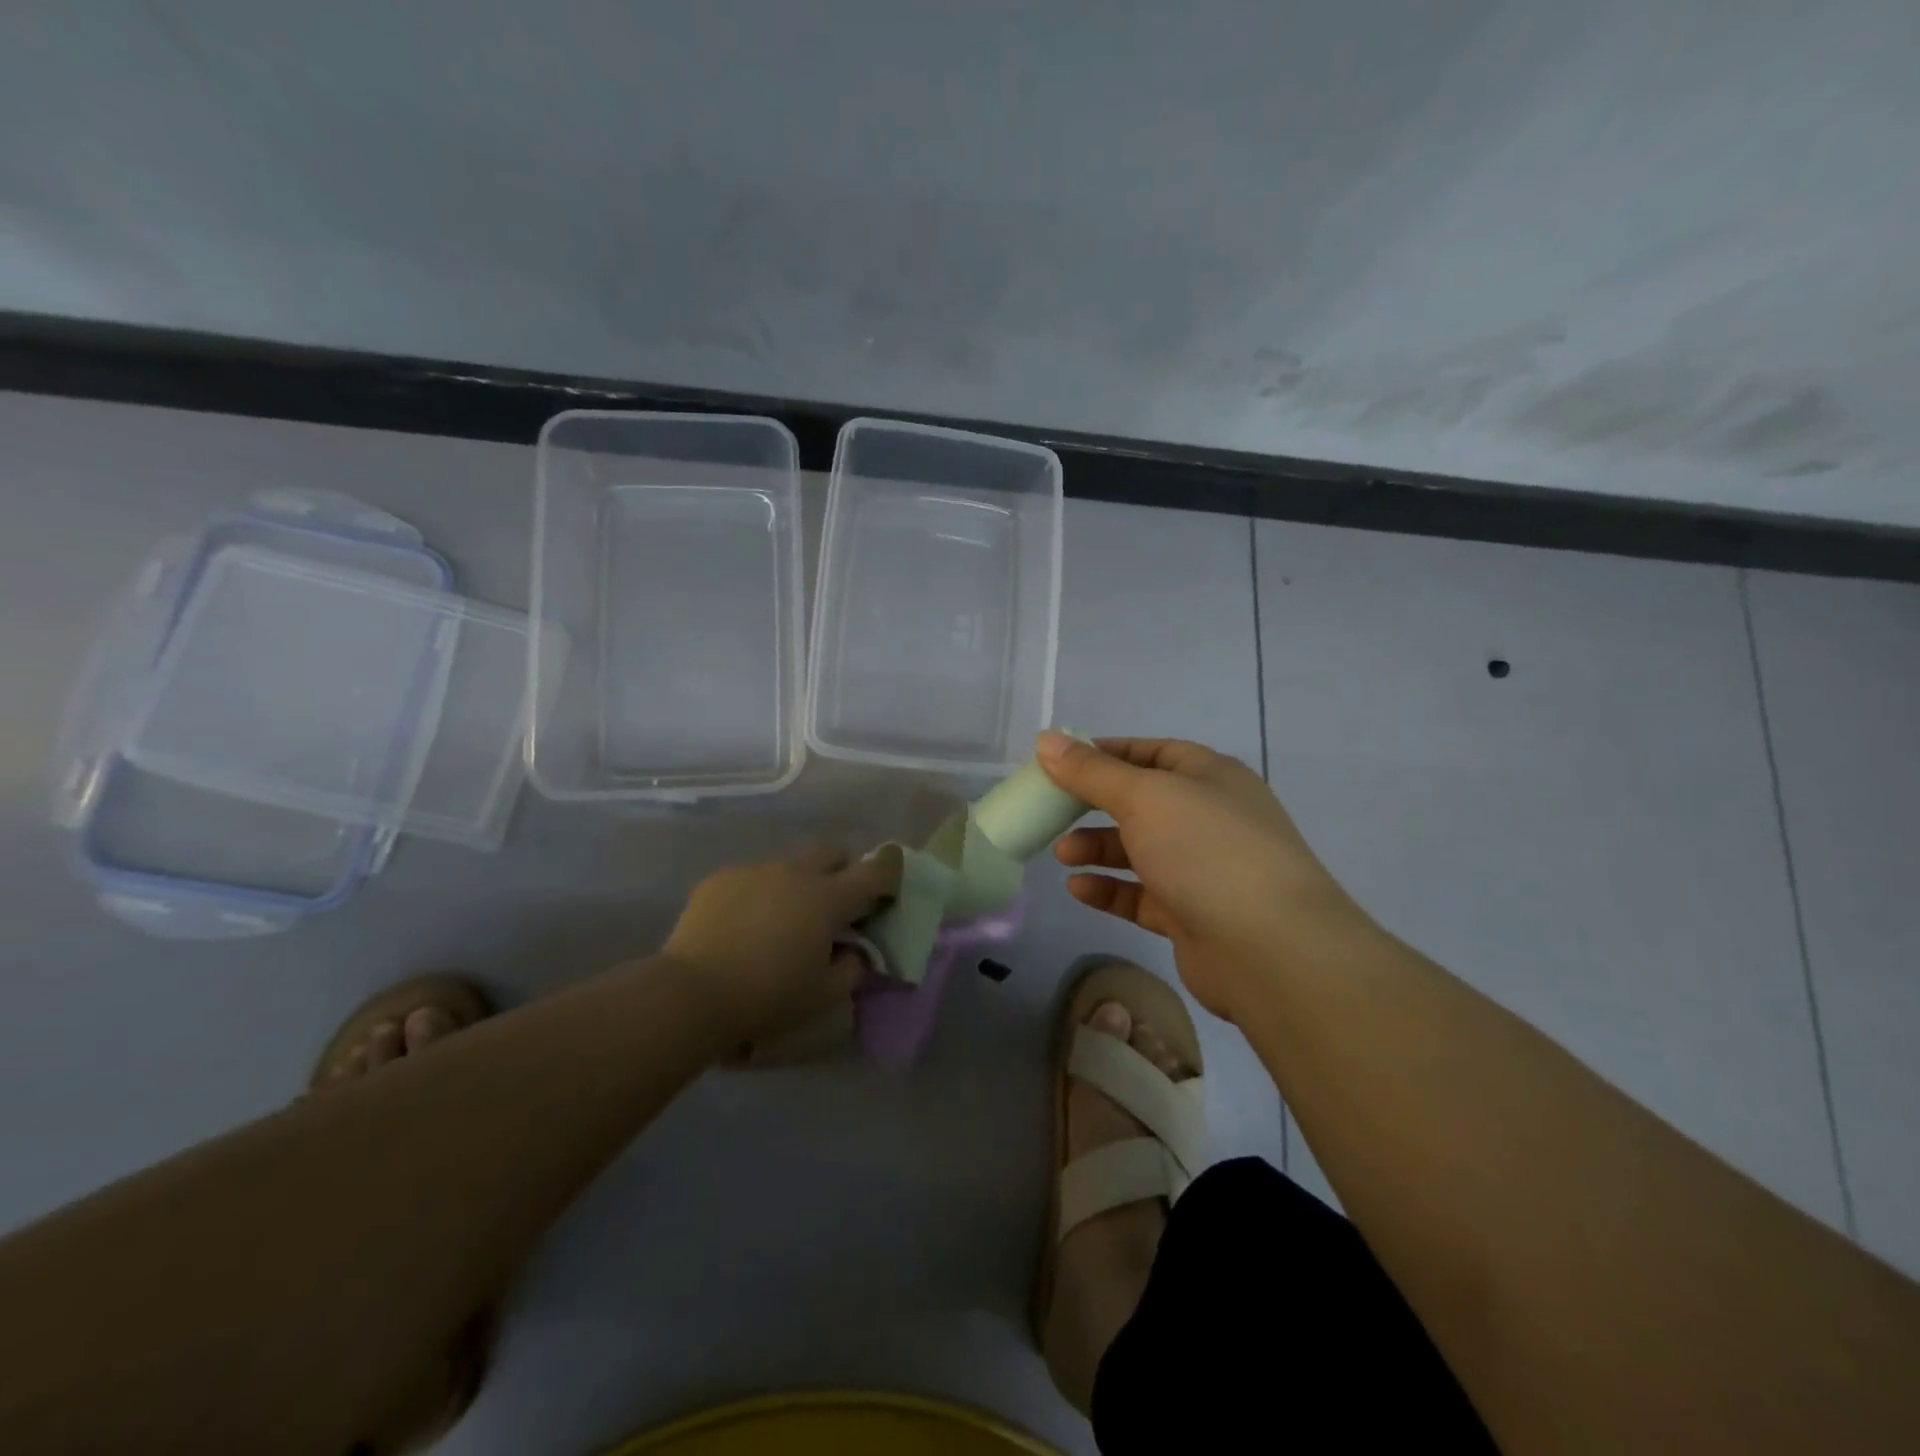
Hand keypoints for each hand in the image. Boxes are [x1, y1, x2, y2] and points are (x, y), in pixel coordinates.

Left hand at [662, 843, 900, 1045]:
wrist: (693, 993)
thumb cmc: (769, 995)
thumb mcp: (825, 995)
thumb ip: (852, 968)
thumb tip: (854, 951)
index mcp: (828, 897)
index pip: (876, 870)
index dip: (889, 876)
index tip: (885, 894)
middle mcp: (795, 872)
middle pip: (832, 852)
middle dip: (841, 870)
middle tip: (834, 905)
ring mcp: (755, 870)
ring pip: (789, 865)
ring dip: (797, 885)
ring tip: (780, 922)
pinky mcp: (721, 878)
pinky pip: (751, 877)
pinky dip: (759, 894)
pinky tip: (742, 926)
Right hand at [1037, 731, 1367, 1020]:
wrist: (1272, 950)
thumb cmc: (1207, 851)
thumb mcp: (1144, 797)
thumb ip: (1091, 771)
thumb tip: (1046, 739)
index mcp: (1209, 776)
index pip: (1151, 752)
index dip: (1104, 753)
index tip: (1059, 761)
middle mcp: (1210, 817)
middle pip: (1142, 802)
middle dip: (1094, 804)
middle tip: (1051, 810)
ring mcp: (1204, 868)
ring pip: (1140, 849)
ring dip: (1098, 848)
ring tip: (1061, 854)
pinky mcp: (1193, 914)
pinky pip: (1143, 894)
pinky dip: (1111, 889)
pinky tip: (1078, 889)